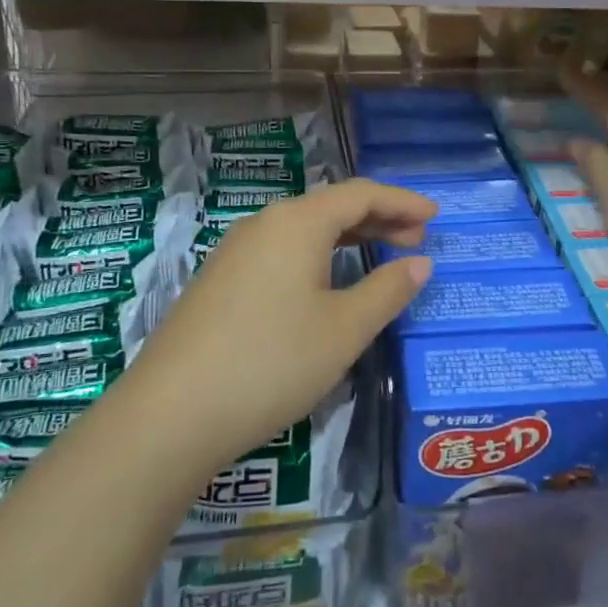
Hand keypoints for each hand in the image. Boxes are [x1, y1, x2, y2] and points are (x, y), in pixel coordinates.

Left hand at [122, 179, 436, 476]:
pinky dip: (317, 256)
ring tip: (379, 257)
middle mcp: (264, 224)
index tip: (435, 216)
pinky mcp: (220, 280)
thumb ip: (387, 290)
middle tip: (416, 240)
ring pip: (304, 229)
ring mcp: (235, 251)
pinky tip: (325, 284)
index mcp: (297, 222)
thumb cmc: (272, 362)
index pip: (361, 194)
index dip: (402, 202)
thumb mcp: (343, 329)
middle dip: (378, 219)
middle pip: (331, 207)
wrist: (172, 413)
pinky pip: (281, 250)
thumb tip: (419, 262)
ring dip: (347, 238)